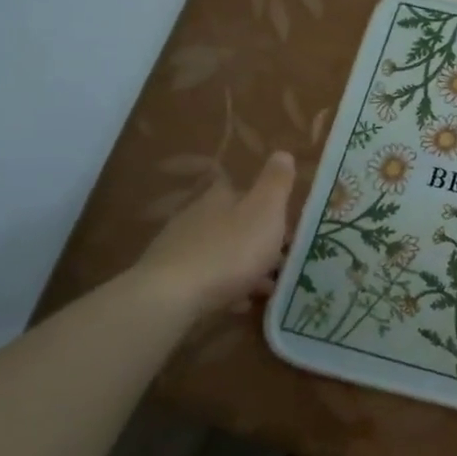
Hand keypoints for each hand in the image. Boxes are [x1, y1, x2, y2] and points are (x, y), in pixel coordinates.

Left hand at [133, 151, 296, 317]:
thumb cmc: (230, 250)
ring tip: (267, 287)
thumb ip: (276, 183)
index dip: (267, 206)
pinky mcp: (170, 279)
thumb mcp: (266, 210)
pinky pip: (207, 279)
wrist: (173, 296)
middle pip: (234, 223)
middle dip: (258, 240)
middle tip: (282, 259)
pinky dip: (226, 287)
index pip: (244, 191)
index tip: (285, 225)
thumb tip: (282, 153)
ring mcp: (180, 248)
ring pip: (222, 252)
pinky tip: (239, 303)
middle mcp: (196, 217)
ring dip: (245, 266)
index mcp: (220, 197)